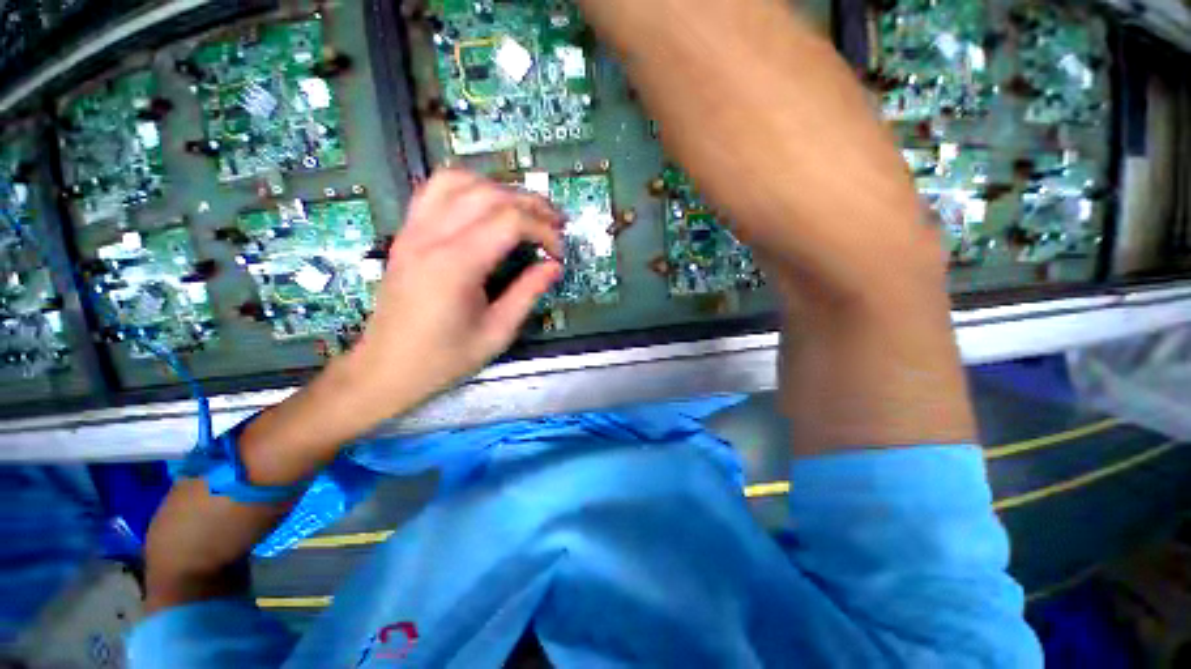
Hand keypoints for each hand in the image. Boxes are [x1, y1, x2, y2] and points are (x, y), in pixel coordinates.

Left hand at [346, 169, 563, 412]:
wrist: (386, 369)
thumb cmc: (444, 358)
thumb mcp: (497, 333)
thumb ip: (528, 293)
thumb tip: (554, 266)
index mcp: (455, 265)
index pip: (510, 221)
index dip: (543, 230)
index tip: (559, 252)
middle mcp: (431, 236)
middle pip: (489, 194)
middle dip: (531, 204)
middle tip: (556, 224)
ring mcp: (413, 230)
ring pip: (459, 180)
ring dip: (499, 189)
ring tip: (524, 211)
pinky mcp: (406, 233)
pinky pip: (435, 190)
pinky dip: (467, 187)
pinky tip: (485, 206)